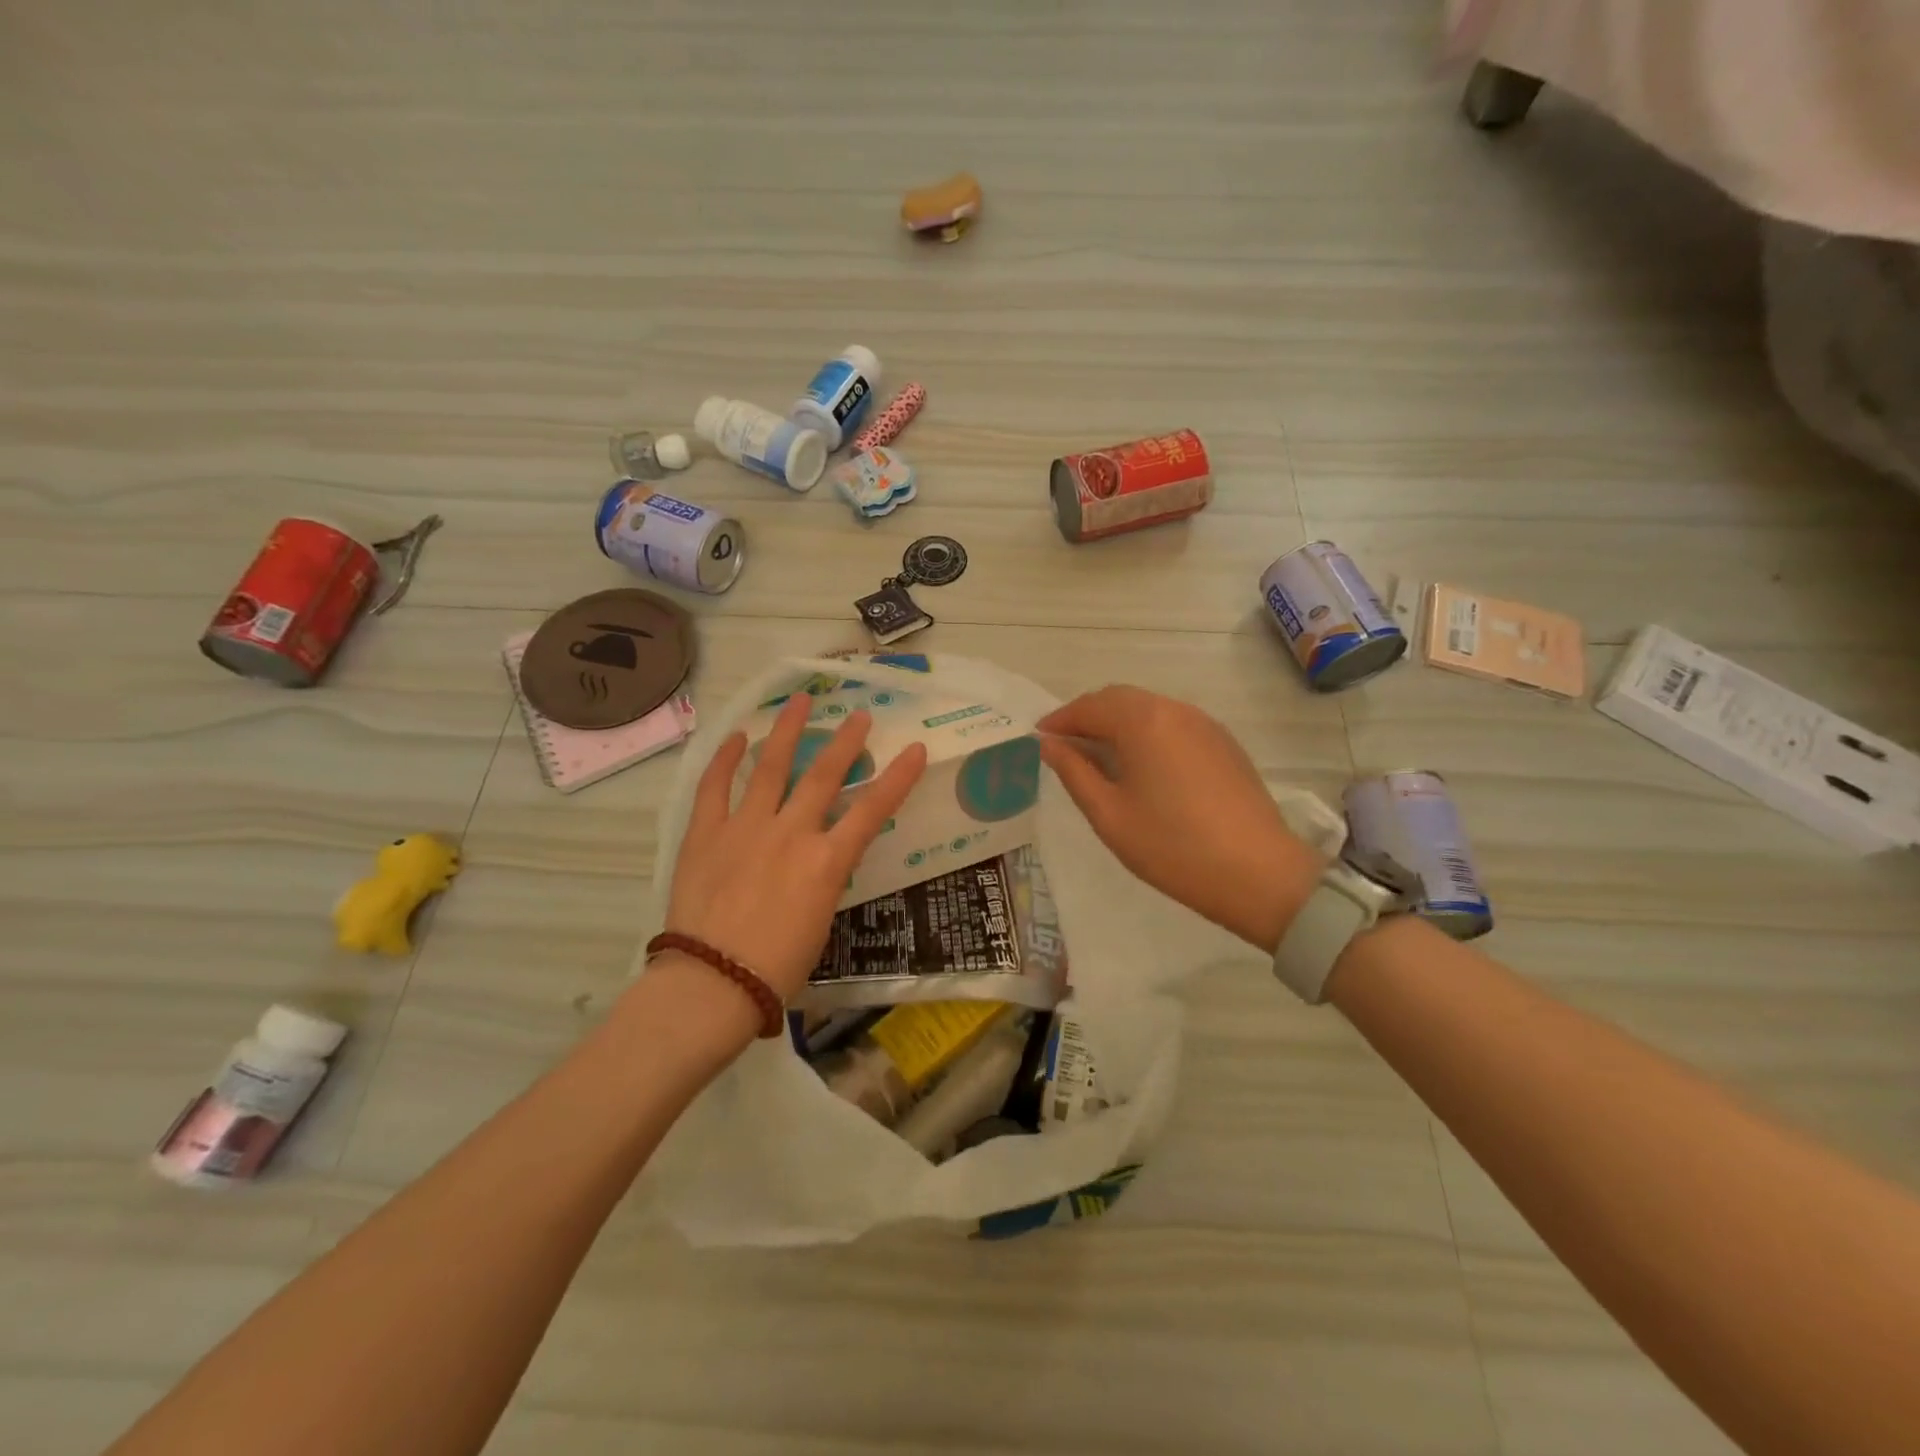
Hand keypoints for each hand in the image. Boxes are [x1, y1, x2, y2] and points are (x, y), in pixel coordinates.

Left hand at [665, 693, 927, 1000]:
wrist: (713, 982)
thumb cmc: (777, 967)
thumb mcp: (820, 921)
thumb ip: (823, 879)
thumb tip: (820, 860)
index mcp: (826, 861)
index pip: (873, 810)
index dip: (898, 777)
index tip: (916, 749)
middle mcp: (791, 832)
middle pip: (824, 775)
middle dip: (846, 741)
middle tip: (859, 716)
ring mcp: (746, 827)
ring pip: (771, 767)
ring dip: (787, 731)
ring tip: (800, 701)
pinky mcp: (707, 833)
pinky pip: (715, 787)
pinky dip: (725, 759)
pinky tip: (737, 737)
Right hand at [1038, 685, 1321, 951]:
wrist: (1258, 873)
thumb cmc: (1171, 846)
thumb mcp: (1109, 814)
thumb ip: (1074, 772)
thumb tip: (1049, 744)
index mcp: (1143, 721)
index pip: (1090, 707)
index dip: (1060, 720)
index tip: (1039, 738)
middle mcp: (1175, 710)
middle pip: (1120, 699)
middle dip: (1088, 716)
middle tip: (1065, 746)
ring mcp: (1205, 724)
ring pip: (1149, 709)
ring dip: (1118, 723)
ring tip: (1099, 755)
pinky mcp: (1224, 744)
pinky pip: (1174, 724)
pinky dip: (1147, 733)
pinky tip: (1142, 765)